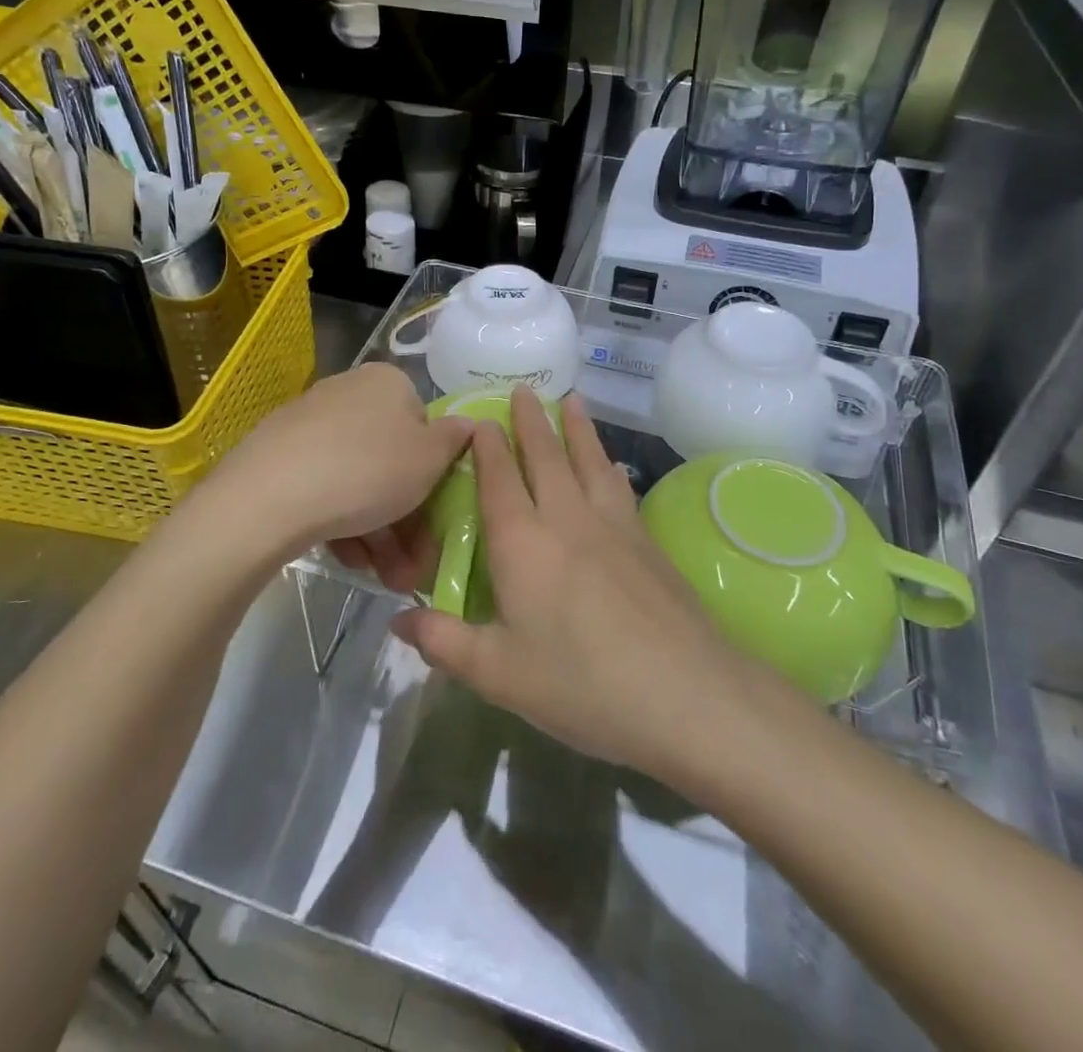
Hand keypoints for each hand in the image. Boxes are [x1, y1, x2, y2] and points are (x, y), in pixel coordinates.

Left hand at [201, 363, 472, 564]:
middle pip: (391, 460)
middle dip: (408, 520)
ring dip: (380, 532)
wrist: (268, 498)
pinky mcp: (278, 456)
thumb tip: (470, 424)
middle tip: (414, 566)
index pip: (425, 427)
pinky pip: (325, 487)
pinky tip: (350, 560)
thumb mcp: (429, 460)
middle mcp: (348, 393)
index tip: (439, 522)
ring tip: (386, 578)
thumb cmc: (367, 471)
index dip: (436, 477)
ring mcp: (309, 424)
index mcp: (388, 383)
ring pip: (359, 480)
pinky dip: (343, 523)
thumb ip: (456, 440)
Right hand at [391, 387, 757, 777]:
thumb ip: (444, 641)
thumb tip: (397, 619)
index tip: (481, 420)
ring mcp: (613, 526)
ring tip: (572, 399)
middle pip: (545, 457)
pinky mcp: (647, 541)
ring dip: (577, 428)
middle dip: (531, 421)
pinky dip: (610, 466)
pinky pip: (619, 487)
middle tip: (524, 389)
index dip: (487, 448)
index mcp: (522, 543)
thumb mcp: (499, 673)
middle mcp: (566, 519)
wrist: (684, 692)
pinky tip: (613, 465)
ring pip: (589, 461)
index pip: (499, 481)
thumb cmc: (581, 684)